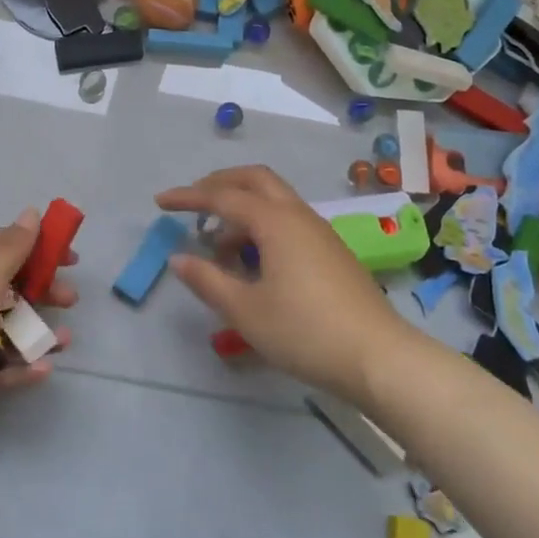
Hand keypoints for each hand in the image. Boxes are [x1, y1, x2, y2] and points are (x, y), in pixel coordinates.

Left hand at [0, 208, 75, 430]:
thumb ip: (11, 251)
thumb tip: (31, 211)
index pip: (3, 245)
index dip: (37, 246)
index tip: (69, 257)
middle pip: (10, 289)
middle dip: (43, 292)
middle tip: (70, 300)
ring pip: (7, 332)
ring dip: (37, 334)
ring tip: (65, 342)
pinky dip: (20, 369)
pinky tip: (44, 370)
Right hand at [156, 166, 413, 400]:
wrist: (378, 357)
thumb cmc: (305, 332)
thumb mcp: (245, 311)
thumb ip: (207, 280)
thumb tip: (177, 258)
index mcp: (275, 222)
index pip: (223, 196)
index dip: (188, 197)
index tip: (160, 202)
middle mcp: (298, 216)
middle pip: (254, 180)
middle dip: (219, 185)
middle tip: (191, 205)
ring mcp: (319, 232)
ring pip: (273, 200)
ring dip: (241, 209)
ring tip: (217, 247)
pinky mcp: (330, 251)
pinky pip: (287, 221)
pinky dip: (261, 226)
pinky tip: (252, 261)